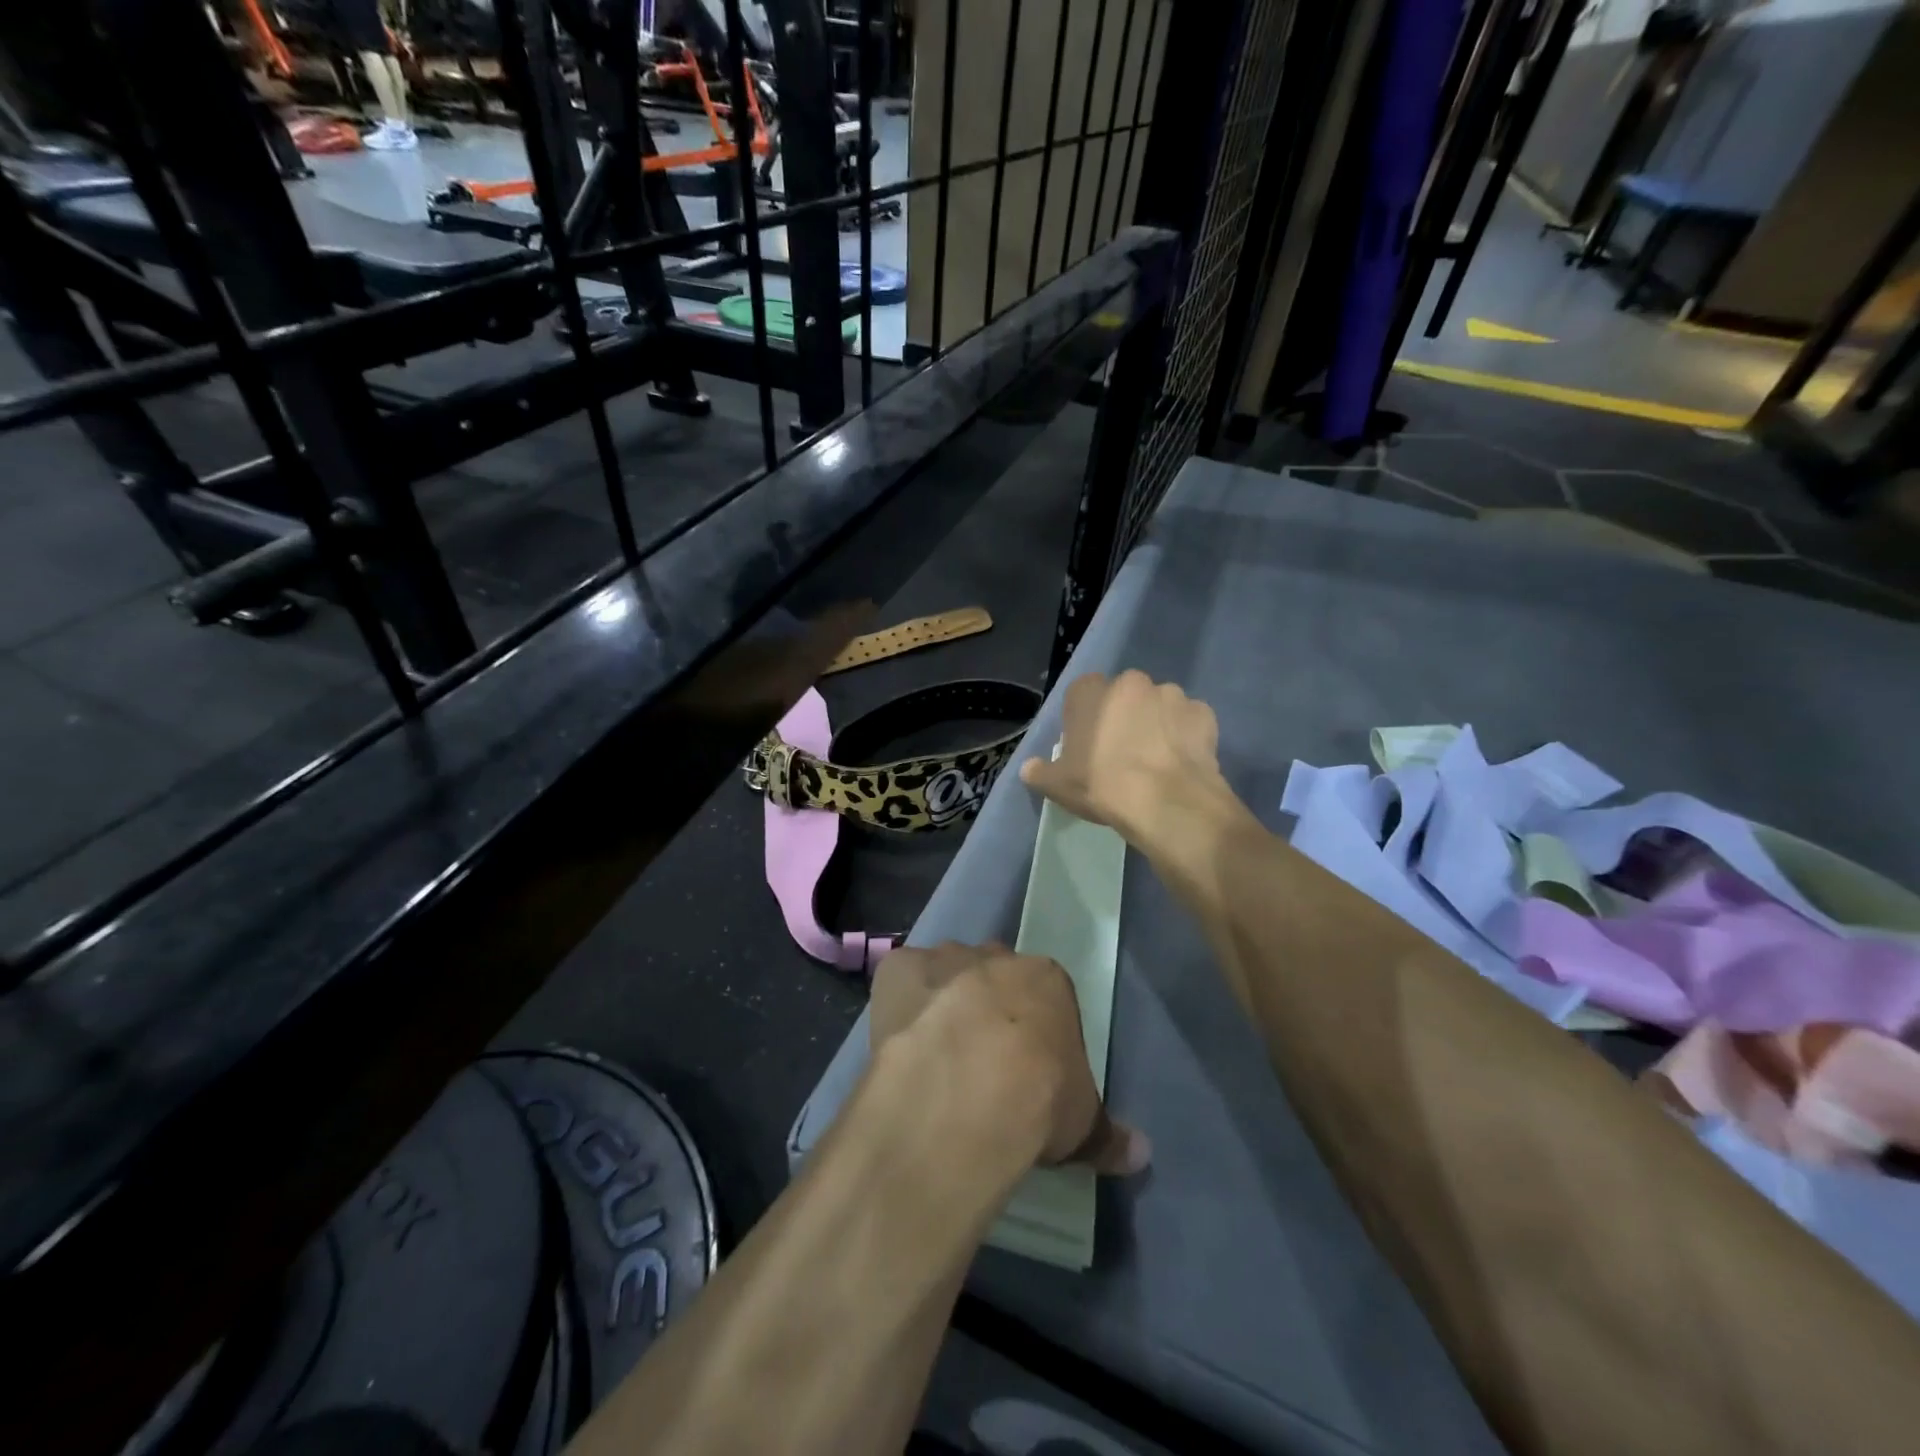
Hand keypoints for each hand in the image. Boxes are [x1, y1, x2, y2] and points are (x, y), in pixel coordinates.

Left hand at [870, 942, 1149, 1175]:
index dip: (1035, 1029)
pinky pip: (902, 981)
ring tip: (938, 1057)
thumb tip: (1142, 1154)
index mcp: (1046, 980)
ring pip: (946, 973)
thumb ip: (1107, 1134)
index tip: (1028, 1067)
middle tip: (982, 1058)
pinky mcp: (898, 969)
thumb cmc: (1037, 1099)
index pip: (1045, 995)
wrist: (966, 1092)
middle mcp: (995, 957)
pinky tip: (902, 1044)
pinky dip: (903, 1006)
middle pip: (994, 975)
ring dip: (944, 1003)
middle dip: (989, 1006)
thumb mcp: (1081, 1124)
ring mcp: (943, 959)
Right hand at [1018, 670, 1233, 847]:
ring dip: (1156, 724)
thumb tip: (1029, 769)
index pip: (1082, 694)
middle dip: (1123, 717)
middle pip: (1123, 696)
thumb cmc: (1103, 785)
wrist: (1166, 803)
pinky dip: (1185, 737)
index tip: (1087, 746)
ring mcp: (1172, 694)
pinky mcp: (1204, 713)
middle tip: (1121, 754)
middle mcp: (1132, 682)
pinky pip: (1189, 722)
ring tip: (1155, 761)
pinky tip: (1180, 763)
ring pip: (1159, 706)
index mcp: (1091, 691)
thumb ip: (1039, 772)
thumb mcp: (1058, 786)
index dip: (1084, 719)